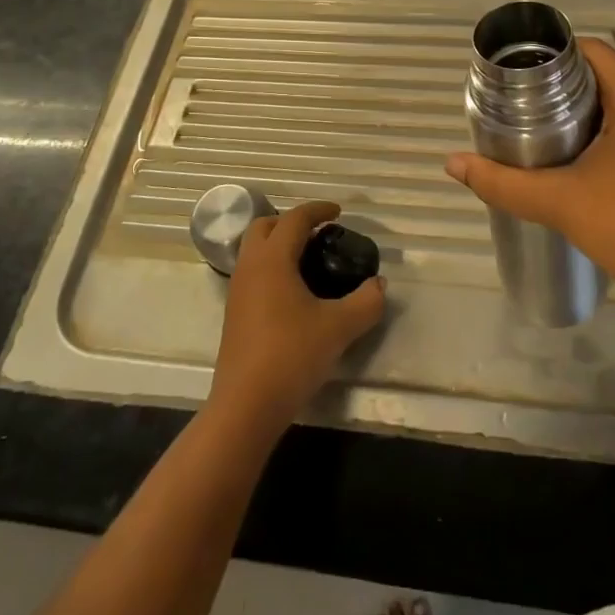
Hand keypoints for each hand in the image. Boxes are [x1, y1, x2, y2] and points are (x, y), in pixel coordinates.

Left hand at [209, 201, 386, 427]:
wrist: (246, 404)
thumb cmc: (292, 355)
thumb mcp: (339, 328)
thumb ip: (366, 302)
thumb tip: (379, 285)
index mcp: (272, 259)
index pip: (294, 219)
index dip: (317, 210)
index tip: (338, 212)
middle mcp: (250, 266)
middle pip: (264, 226)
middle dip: (291, 222)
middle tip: (319, 233)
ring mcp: (237, 290)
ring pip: (254, 250)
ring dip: (279, 244)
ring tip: (309, 260)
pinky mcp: (234, 313)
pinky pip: (252, 272)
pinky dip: (272, 267)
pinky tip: (293, 291)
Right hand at [445, 39, 614, 321]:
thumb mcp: (559, 203)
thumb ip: (503, 182)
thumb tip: (453, 163)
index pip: (595, 52)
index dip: (556, 55)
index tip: (523, 73)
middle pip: (611, 78)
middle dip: (569, 89)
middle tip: (527, 108)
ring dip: (594, 114)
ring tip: (551, 135)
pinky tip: (590, 163)